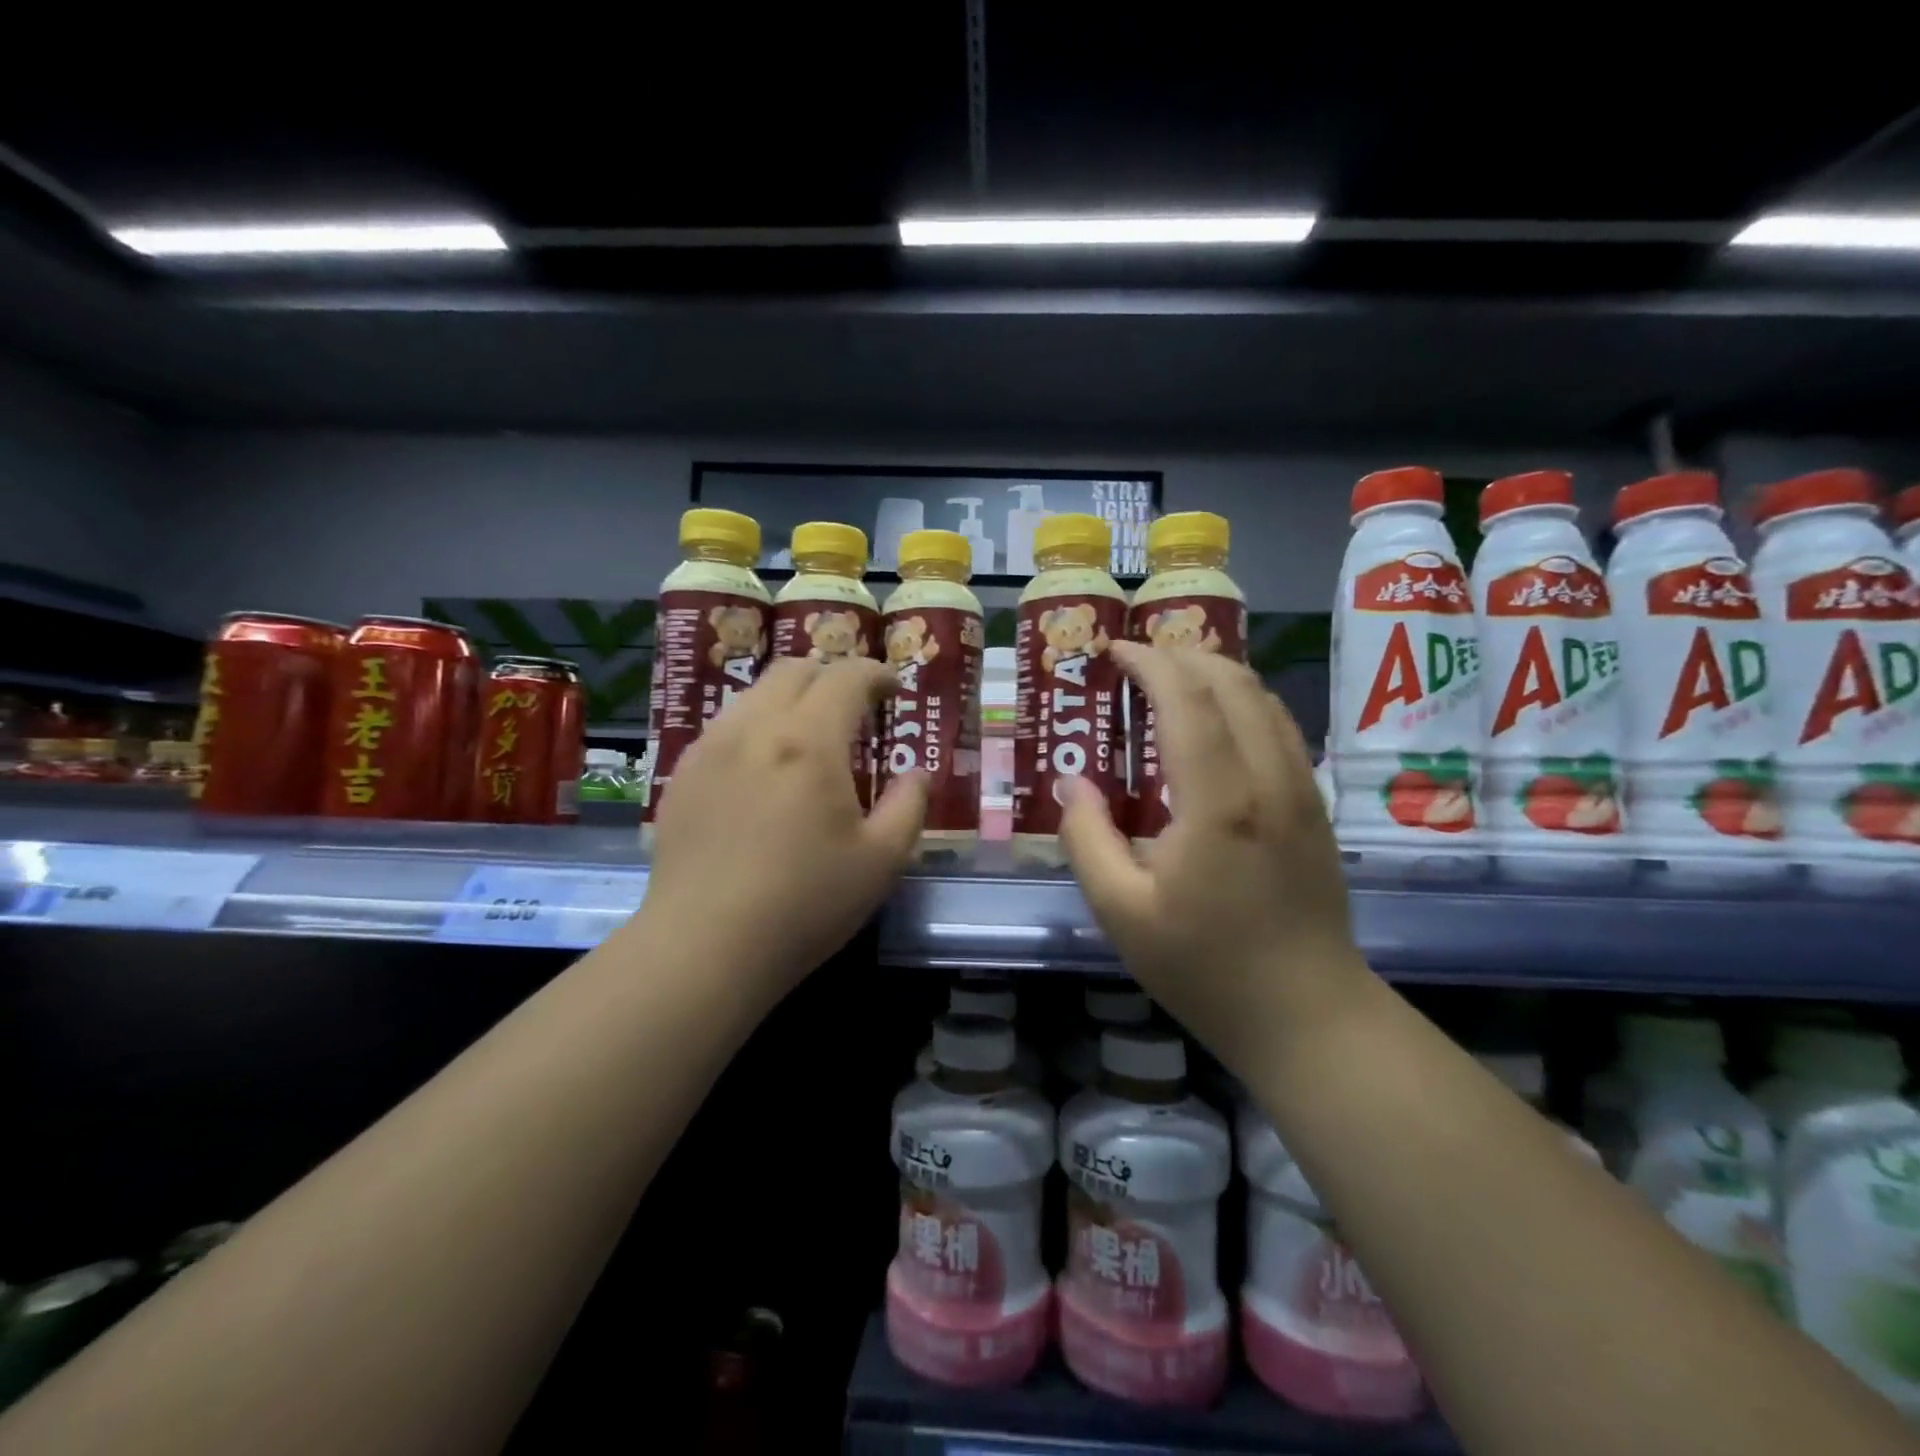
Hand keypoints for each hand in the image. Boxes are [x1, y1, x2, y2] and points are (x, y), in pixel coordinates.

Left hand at [641, 657, 926, 995]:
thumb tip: (916, 775)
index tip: (893, 690)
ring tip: (808, 737)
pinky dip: (755, 727)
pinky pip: (724, 727)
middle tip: (854, 707)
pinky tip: (762, 769)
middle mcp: (755, 728)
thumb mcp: (881, 861)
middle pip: (794, 670)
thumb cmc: (805, 903)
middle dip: (831, 677)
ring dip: (790, 699)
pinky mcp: (682, 775)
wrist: (705, 946)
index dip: (876, 674)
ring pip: (754, 694)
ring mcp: (710, 749)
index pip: (846, 677)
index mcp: (809, 741)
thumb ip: (909, 807)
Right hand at [1060, 643, 1371, 1075]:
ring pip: (1263, 698)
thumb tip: (1072, 785)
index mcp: (1219, 801)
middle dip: (1182, 656)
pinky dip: (1242, 702)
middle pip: (1232, 682)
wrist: (1307, 1014)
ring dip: (1216, 674)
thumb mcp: (1122, 913)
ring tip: (1171, 681)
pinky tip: (1215, 724)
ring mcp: (1300, 789)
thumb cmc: (1206, 967)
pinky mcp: (1314, 806)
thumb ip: (1087, 840)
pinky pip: (1279, 727)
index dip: (1149, 663)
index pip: (1187, 699)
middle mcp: (1268, 778)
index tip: (1114, 652)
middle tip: (1136, 663)